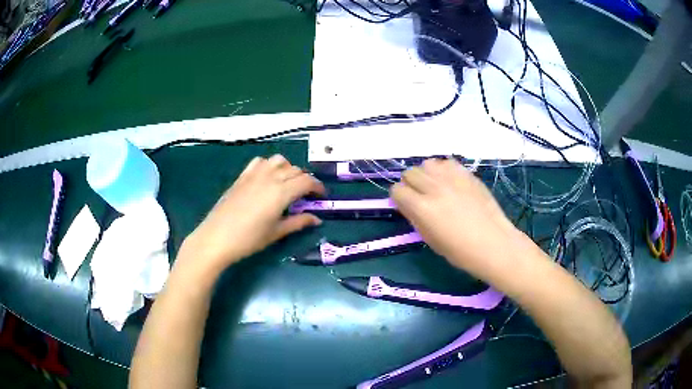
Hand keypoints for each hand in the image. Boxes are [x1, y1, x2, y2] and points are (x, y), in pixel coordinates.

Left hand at [179, 155, 324, 276]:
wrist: (216, 238)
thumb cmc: (249, 239)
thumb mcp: (276, 233)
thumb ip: (298, 222)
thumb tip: (317, 219)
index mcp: (281, 192)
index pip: (307, 181)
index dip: (318, 187)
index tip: (322, 196)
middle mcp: (270, 178)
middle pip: (295, 170)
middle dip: (305, 180)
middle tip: (306, 195)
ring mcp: (254, 175)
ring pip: (278, 161)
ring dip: (288, 169)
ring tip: (287, 183)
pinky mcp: (242, 177)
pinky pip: (260, 162)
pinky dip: (269, 165)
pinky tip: (267, 178)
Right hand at [391, 159, 528, 278]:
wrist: (493, 244)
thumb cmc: (460, 251)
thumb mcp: (430, 240)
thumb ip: (415, 218)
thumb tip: (407, 204)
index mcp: (422, 208)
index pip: (397, 190)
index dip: (399, 198)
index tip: (406, 205)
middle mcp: (434, 188)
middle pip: (410, 173)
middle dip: (411, 184)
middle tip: (421, 196)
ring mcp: (452, 178)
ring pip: (427, 163)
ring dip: (427, 174)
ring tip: (436, 187)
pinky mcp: (467, 174)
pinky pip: (447, 162)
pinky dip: (444, 170)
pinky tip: (451, 183)